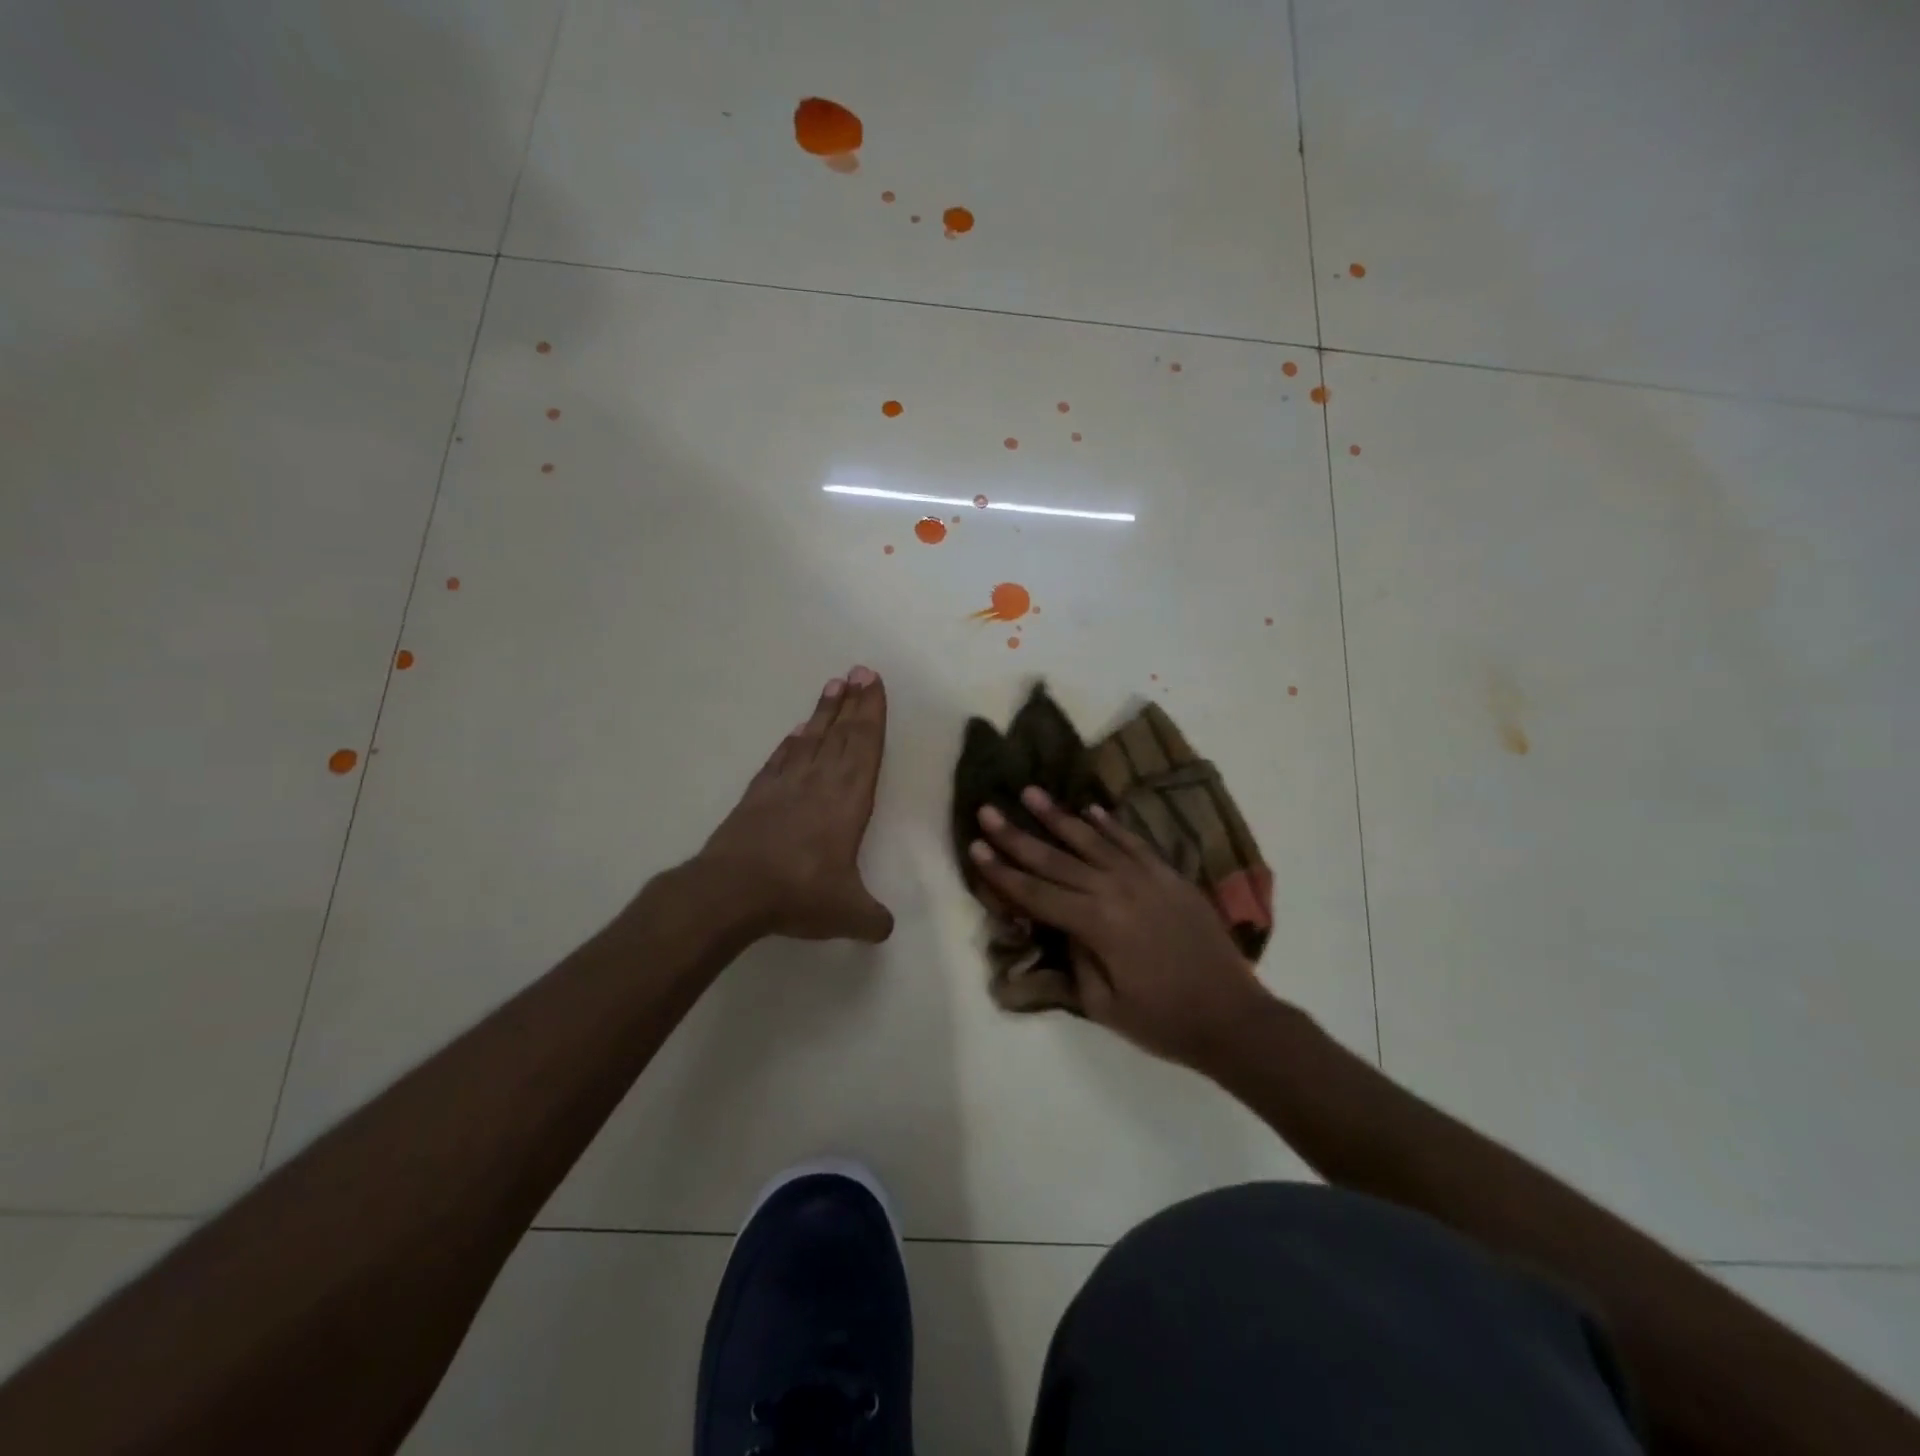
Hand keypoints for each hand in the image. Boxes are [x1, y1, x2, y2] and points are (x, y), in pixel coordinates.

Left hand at [696, 667, 894, 942]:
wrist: (733, 890)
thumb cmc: (799, 893)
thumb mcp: (848, 913)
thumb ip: (872, 918)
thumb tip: (885, 929)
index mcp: (848, 800)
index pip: (865, 746)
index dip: (872, 713)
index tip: (873, 683)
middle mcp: (820, 782)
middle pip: (841, 733)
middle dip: (854, 701)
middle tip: (860, 670)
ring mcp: (785, 784)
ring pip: (811, 738)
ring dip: (824, 712)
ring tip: (834, 685)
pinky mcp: (758, 795)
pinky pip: (781, 758)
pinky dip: (792, 742)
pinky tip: (796, 731)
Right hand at [969, 787, 1277, 1070]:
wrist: (1233, 1016)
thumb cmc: (1163, 1020)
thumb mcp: (1104, 1004)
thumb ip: (1075, 958)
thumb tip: (1061, 926)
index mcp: (1095, 924)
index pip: (1035, 893)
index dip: (1001, 872)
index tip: (975, 846)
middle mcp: (1115, 890)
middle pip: (1055, 859)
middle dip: (1017, 835)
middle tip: (988, 809)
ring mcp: (1145, 877)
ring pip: (1092, 839)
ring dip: (1058, 816)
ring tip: (1030, 792)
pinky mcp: (1169, 875)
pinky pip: (1132, 842)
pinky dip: (1109, 824)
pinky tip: (1089, 809)